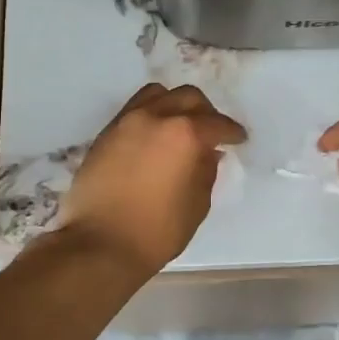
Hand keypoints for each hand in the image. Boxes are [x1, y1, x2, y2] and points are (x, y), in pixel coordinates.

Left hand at [53, 83, 245, 276]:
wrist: (100, 244)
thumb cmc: (157, 231)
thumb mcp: (196, 205)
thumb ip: (206, 172)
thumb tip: (207, 153)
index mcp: (184, 134)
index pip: (216, 123)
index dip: (232, 132)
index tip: (238, 140)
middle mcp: (155, 117)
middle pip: (187, 98)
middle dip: (205, 112)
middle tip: (211, 132)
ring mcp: (126, 122)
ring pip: (157, 94)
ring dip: (174, 105)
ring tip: (179, 127)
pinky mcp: (105, 134)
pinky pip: (134, 110)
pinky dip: (151, 115)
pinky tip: (154, 138)